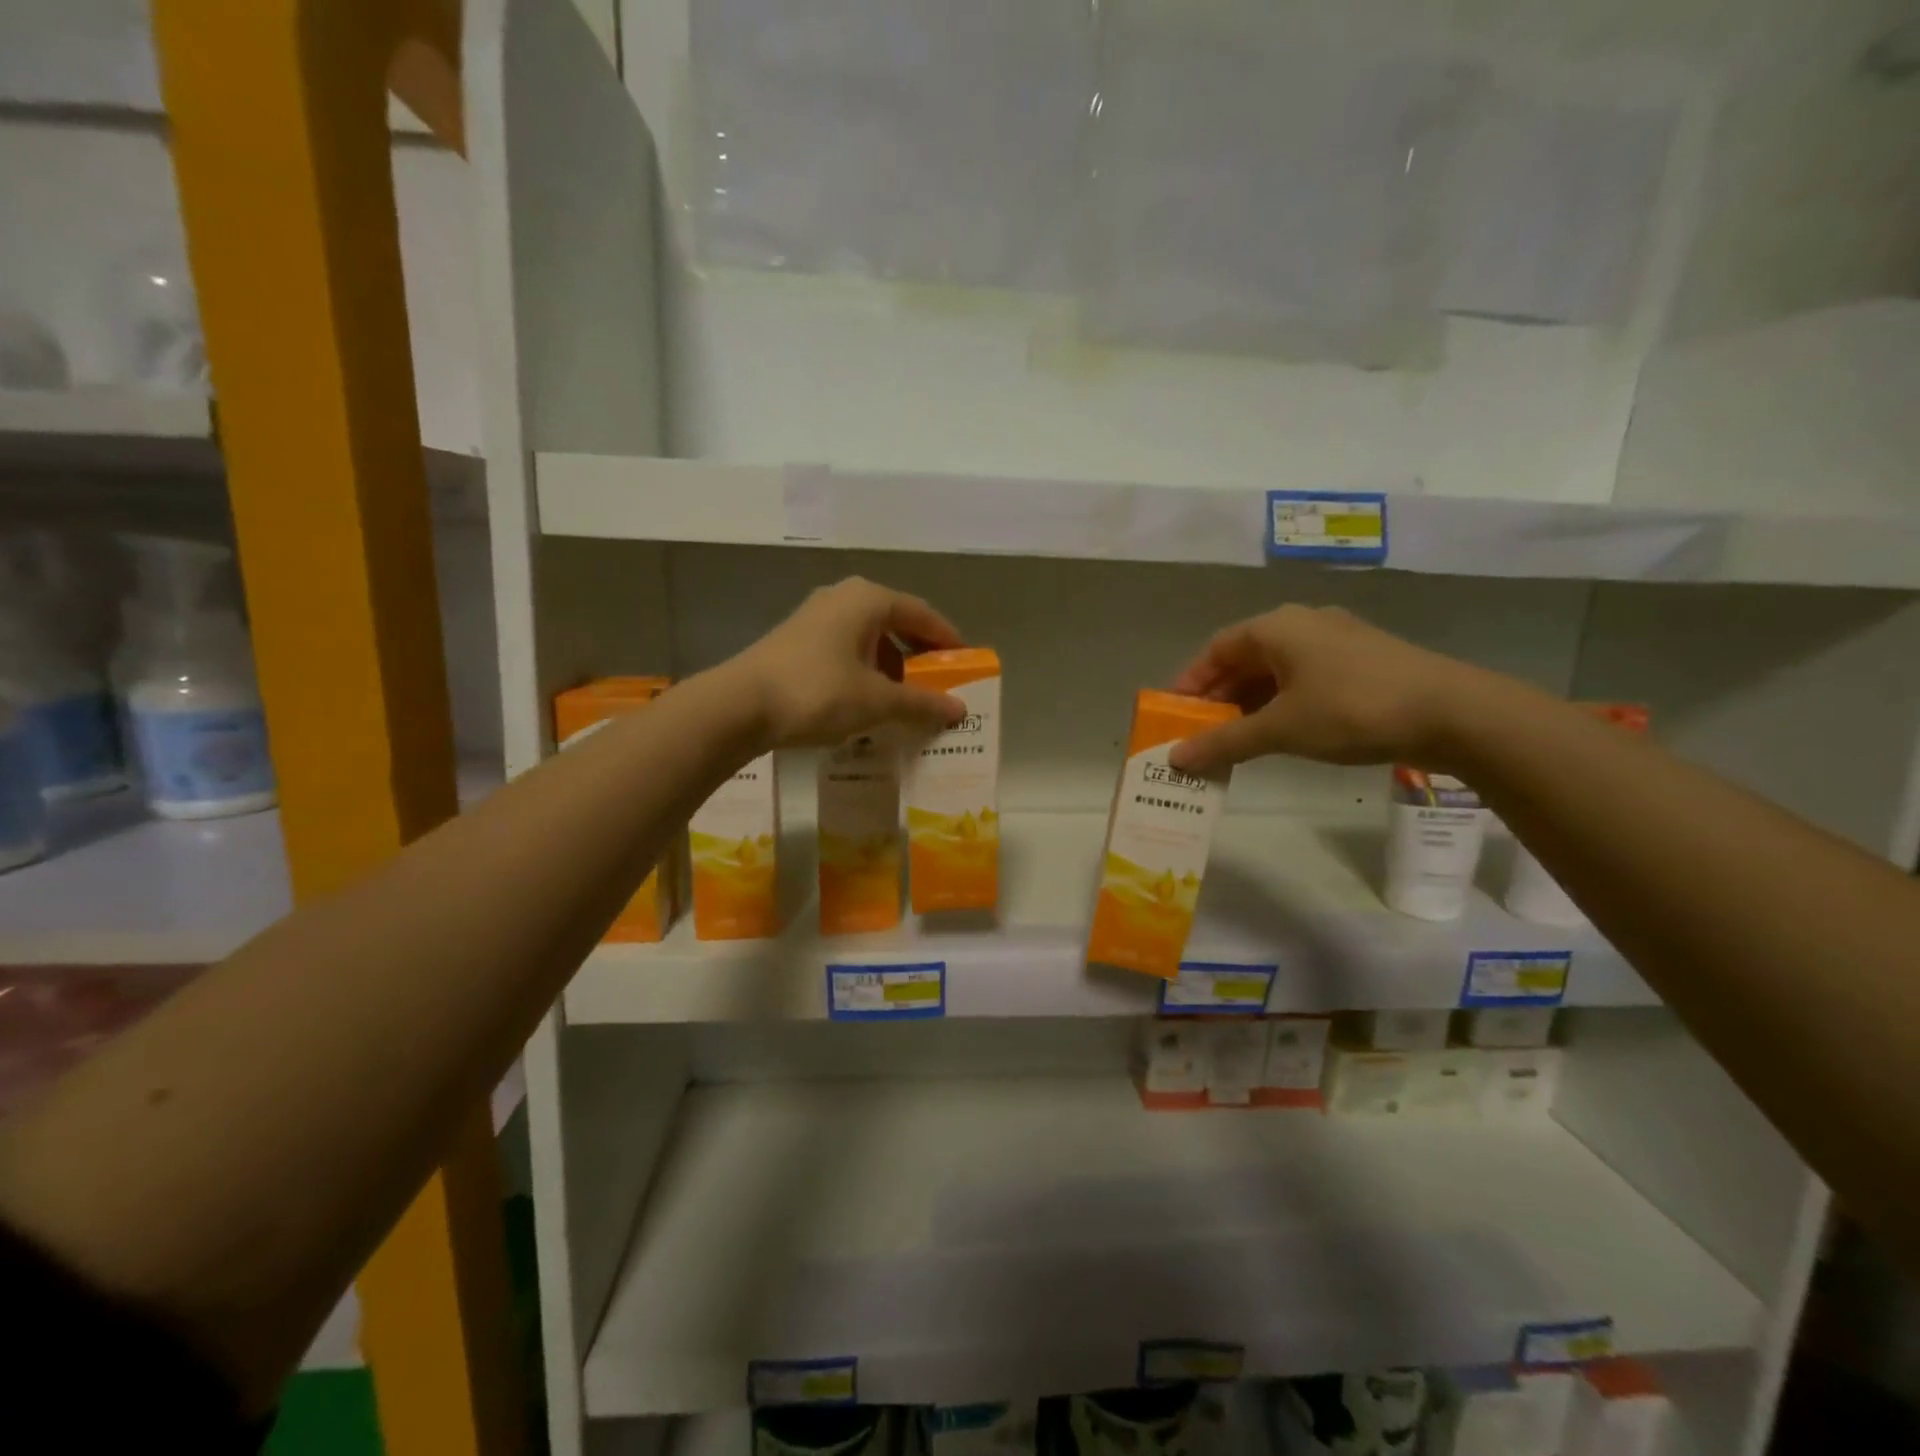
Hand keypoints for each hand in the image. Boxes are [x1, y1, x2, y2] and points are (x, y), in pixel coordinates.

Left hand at [727, 577, 966, 749]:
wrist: (738, 706)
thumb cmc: (818, 692)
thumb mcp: (877, 701)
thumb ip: (921, 703)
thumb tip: (959, 710)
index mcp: (868, 599)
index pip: (921, 613)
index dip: (947, 639)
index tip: (966, 664)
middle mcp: (842, 598)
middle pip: (894, 623)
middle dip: (918, 657)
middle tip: (937, 686)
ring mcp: (815, 618)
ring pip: (867, 639)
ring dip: (890, 667)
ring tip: (902, 701)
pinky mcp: (795, 641)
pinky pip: (845, 651)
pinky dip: (864, 673)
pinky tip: (864, 703)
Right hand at [1166, 604, 1485, 773]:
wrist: (1452, 712)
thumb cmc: (1351, 709)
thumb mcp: (1280, 729)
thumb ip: (1224, 742)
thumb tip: (1175, 759)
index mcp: (1276, 627)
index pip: (1216, 649)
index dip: (1191, 682)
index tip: (1175, 714)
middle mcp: (1303, 624)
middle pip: (1245, 658)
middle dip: (1219, 697)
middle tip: (1202, 733)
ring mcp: (1337, 640)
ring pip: (1276, 670)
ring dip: (1250, 703)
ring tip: (1236, 739)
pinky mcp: (1363, 661)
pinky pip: (1305, 678)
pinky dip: (1282, 703)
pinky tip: (1282, 732)